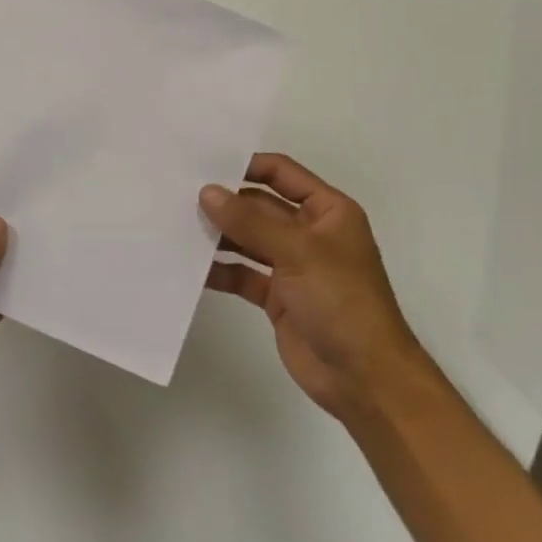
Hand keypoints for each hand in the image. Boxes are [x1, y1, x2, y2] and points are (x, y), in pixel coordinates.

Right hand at [202, 154, 433, 425]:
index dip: (247, 166)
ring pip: (249, 240)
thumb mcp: (298, 252)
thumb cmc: (341, 300)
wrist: (363, 377)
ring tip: (178, 226)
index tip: (205, 164)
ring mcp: (293, 266)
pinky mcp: (277, 296)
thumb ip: (250, 221)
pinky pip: (243, 274)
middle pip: (261, 206)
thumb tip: (207, 192)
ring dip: (220, 235)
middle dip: (226, 202)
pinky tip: (191, 267)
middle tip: (179, 195)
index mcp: (328, 211)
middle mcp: (310, 232)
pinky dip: (221, 270)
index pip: (282, 174)